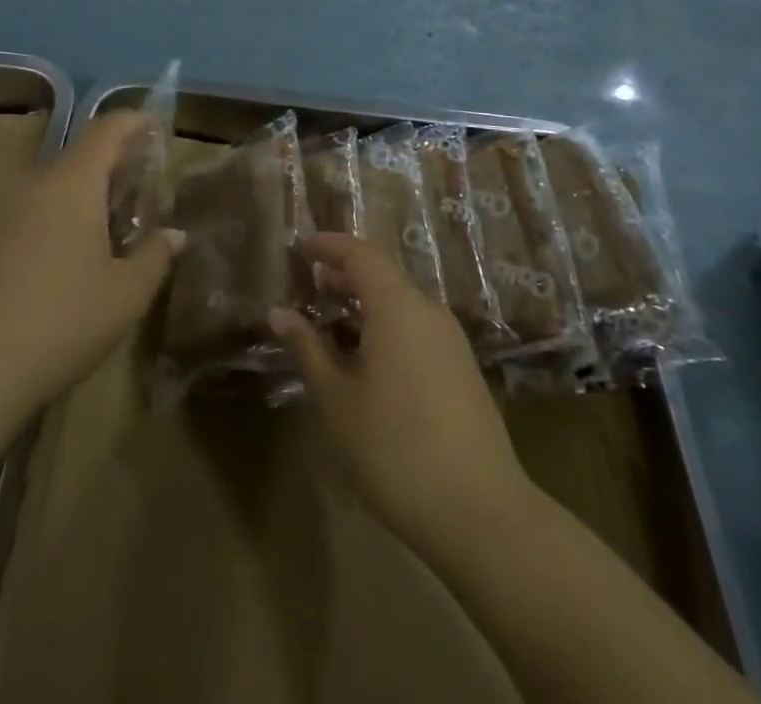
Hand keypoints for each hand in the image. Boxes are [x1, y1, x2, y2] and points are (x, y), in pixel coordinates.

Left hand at [0, 112, 183, 418]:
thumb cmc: (60, 322)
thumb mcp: (126, 295)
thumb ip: (156, 256)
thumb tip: (175, 234)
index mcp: (72, 183)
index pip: (107, 129)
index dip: (135, 122)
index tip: (157, 127)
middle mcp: (33, 185)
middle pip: (79, 158)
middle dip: (114, 166)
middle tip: (142, 191)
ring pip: (52, 188)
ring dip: (83, 197)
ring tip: (109, 230)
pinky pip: (28, 214)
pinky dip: (55, 220)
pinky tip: (65, 262)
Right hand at [269, 233, 532, 557]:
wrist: (481, 514)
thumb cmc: (394, 449)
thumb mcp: (337, 399)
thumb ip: (308, 348)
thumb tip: (279, 313)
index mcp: (398, 307)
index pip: (360, 254)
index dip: (328, 246)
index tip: (300, 247)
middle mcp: (428, 312)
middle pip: (382, 276)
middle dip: (344, 277)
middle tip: (309, 287)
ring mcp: (451, 342)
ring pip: (400, 305)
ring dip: (364, 307)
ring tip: (330, 328)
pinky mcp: (462, 370)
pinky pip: (416, 330)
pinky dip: (385, 329)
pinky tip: (365, 363)